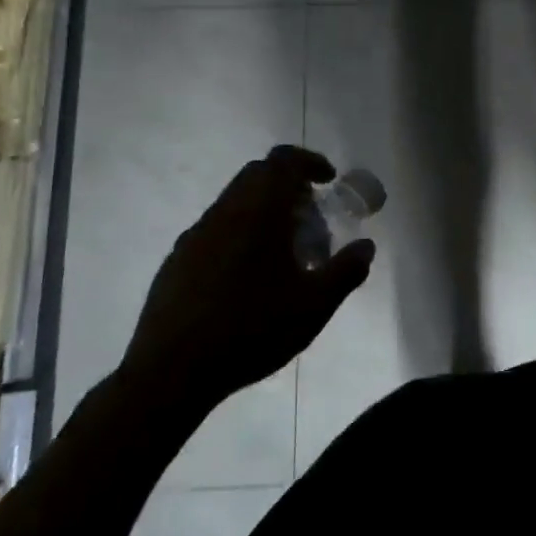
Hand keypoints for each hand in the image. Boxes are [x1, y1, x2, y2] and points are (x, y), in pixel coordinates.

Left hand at [113, 146, 374, 437]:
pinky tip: (250, 277)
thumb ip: (345, 271)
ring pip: (235, 202)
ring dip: (264, 211)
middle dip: (289, 186)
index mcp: (258, 212)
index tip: (328, 180)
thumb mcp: (314, 306)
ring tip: (285, 252)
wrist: (169, 374)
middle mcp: (224, 212)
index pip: (283, 161)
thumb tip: (366, 247)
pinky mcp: (177, 261)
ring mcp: (195, 236)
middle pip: (257, 175)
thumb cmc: (251, 330)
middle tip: (312, 217)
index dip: (309, 162)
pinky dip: (240, 234)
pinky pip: (216, 230)